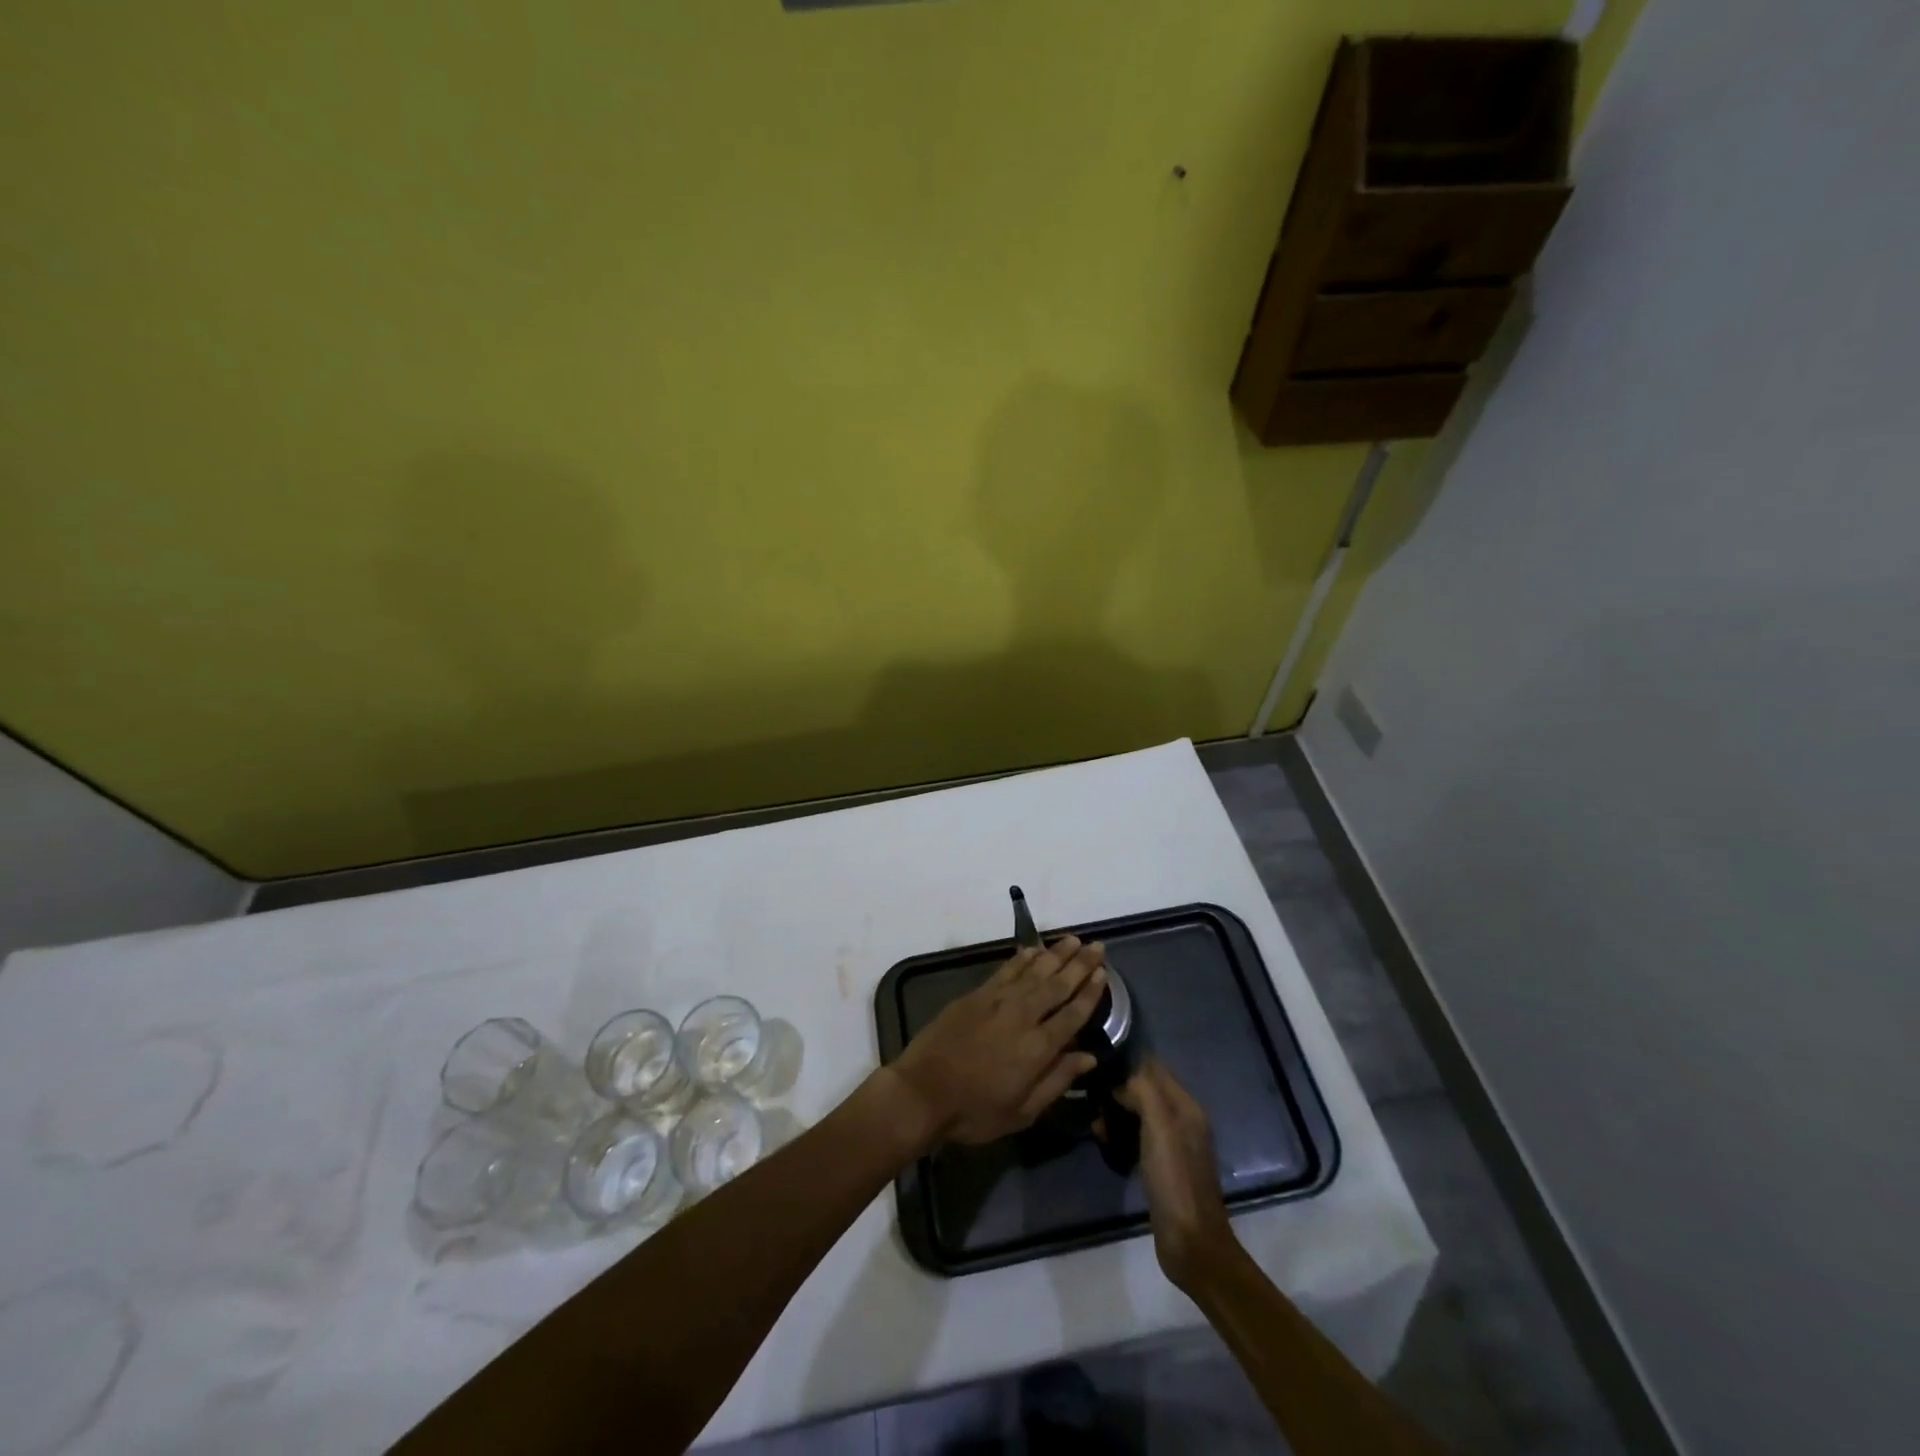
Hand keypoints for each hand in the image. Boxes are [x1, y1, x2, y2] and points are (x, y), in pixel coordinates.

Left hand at [890, 936, 1107, 1147]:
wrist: (923, 1092)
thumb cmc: (975, 1111)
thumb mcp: (1022, 1112)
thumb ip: (1057, 1081)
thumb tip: (1089, 1057)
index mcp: (1038, 1048)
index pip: (1072, 1014)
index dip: (1090, 994)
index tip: (1103, 975)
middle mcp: (1022, 1016)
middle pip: (1057, 985)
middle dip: (1080, 965)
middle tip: (1097, 946)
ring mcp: (998, 1001)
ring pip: (1034, 971)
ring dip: (1055, 954)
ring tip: (1073, 940)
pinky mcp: (977, 995)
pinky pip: (1006, 970)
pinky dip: (1022, 958)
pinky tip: (1034, 949)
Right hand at [1116, 1061, 1238, 1291]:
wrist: (1191, 1243)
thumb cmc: (1174, 1179)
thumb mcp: (1159, 1126)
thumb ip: (1142, 1090)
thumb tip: (1120, 1077)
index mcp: (1186, 1105)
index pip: (1153, 1066)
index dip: (1126, 1060)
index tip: (1096, 1059)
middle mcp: (1182, 1119)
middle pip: (1145, 1088)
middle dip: (1117, 1087)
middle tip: (1089, 1093)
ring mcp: (1174, 1144)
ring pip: (1139, 1112)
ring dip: (1116, 1112)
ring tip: (1093, 1121)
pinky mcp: (1163, 1166)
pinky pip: (1138, 1136)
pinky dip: (1120, 1133)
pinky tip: (1103, 1140)